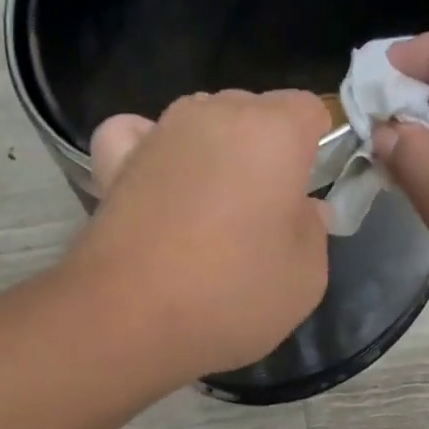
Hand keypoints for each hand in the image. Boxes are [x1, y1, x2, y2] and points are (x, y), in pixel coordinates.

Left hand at [61, 90, 330, 380]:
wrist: (132, 319)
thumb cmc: (233, 295)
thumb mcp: (306, 277)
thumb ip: (313, 231)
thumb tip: (303, 209)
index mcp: (273, 131)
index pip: (307, 109)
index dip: (314, 148)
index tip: (308, 192)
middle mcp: (214, 115)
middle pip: (252, 114)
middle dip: (264, 152)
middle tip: (263, 215)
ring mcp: (159, 134)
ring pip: (200, 123)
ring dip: (212, 155)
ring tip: (210, 212)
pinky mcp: (115, 163)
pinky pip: (135, 134)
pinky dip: (148, 148)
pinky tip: (156, 179)